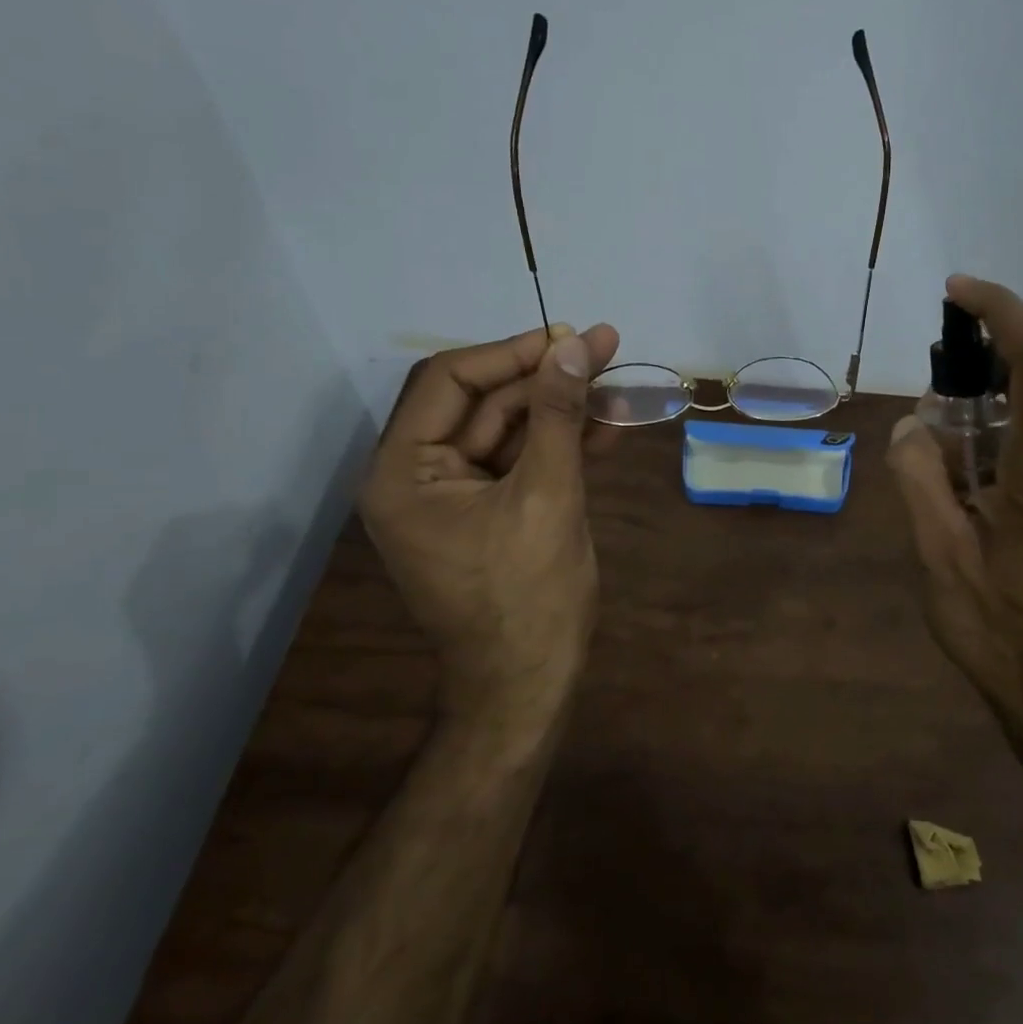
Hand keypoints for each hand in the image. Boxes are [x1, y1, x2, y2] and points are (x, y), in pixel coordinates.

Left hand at [360, 322, 620, 738]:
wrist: (528, 686)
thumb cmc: (528, 597)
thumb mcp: (548, 495)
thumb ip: (558, 414)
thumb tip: (576, 344)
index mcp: (404, 472)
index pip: (449, 381)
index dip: (511, 352)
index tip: (569, 337)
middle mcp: (417, 475)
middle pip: (482, 401)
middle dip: (544, 376)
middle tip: (604, 348)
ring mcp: (453, 494)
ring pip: (507, 428)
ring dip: (561, 407)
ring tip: (618, 383)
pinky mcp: (486, 509)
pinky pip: (520, 460)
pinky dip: (560, 443)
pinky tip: (608, 426)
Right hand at [887, 277, 1022, 762]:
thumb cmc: (998, 629)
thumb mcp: (938, 555)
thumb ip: (920, 476)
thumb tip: (914, 421)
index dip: (1003, 311)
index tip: (956, 292)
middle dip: (974, 373)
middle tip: (926, 417)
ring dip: (978, 414)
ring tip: (937, 468)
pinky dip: (991, 440)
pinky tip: (961, 487)